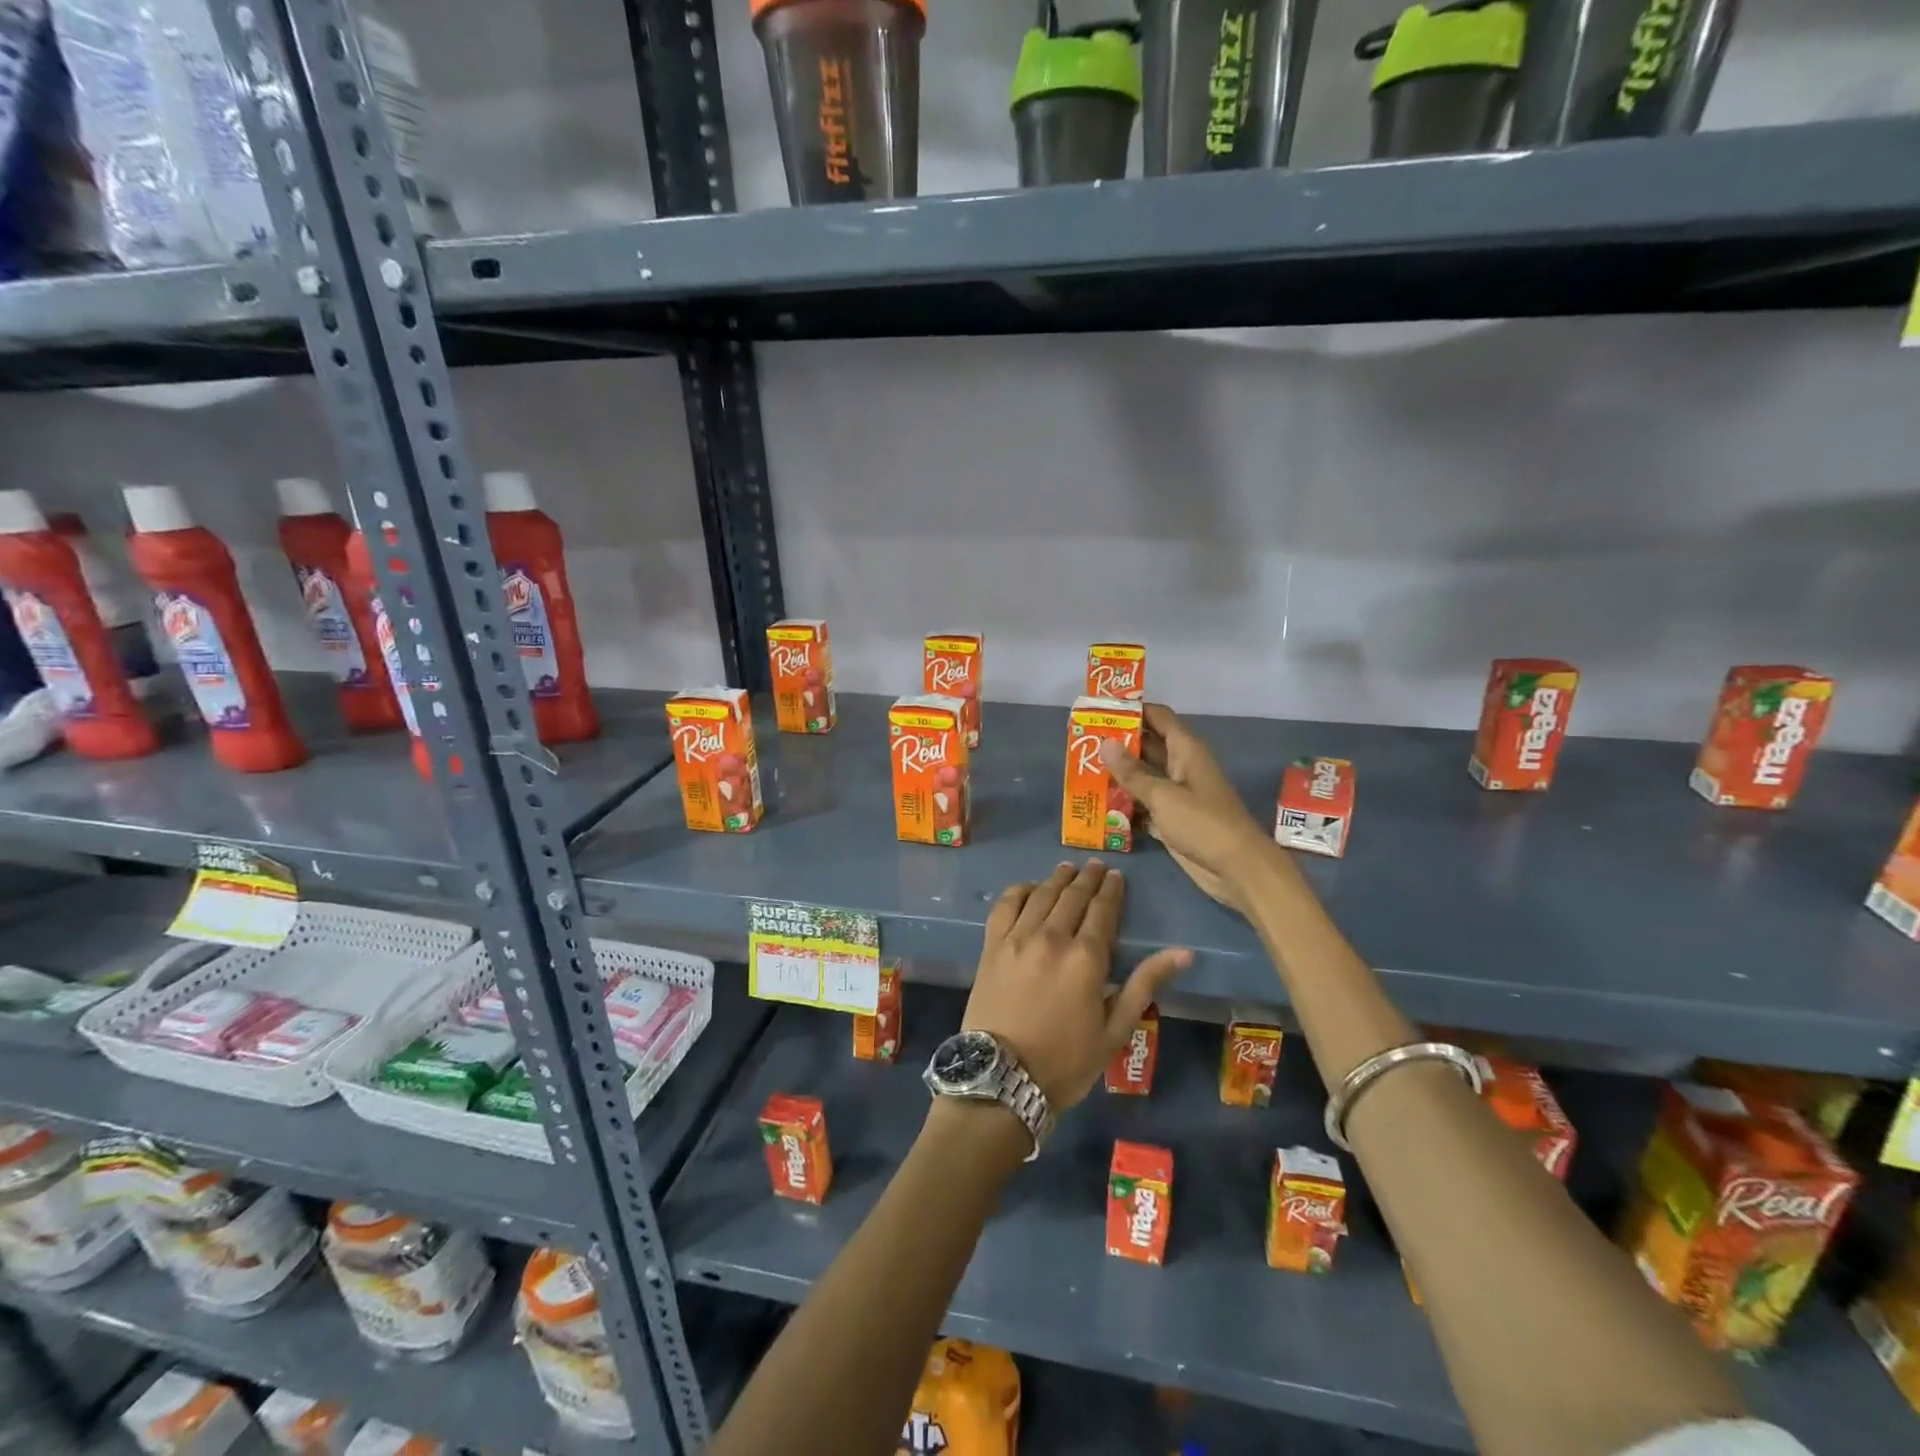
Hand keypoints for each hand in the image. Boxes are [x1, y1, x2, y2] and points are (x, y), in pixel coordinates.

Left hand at [961, 861, 1189, 1111]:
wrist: (1003, 1078)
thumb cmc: (1067, 1061)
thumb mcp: (1116, 1030)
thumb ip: (1145, 984)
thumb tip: (1183, 953)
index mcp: (1086, 958)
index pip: (1103, 911)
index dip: (1111, 891)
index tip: (1116, 875)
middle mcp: (1052, 938)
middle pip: (1072, 897)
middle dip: (1087, 879)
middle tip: (1095, 866)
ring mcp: (1017, 938)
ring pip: (1041, 896)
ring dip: (1057, 879)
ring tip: (1067, 868)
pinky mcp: (991, 946)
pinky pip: (1005, 906)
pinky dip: (1019, 891)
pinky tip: (1028, 887)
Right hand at [1100, 703, 1286, 913]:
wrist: (1237, 869)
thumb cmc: (1203, 824)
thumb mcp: (1163, 796)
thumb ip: (1132, 772)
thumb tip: (1104, 743)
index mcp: (1186, 751)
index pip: (1158, 717)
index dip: (1133, 710)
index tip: (1100, 710)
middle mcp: (1181, 767)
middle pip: (1147, 746)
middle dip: (1118, 744)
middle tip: (1083, 743)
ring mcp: (1177, 794)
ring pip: (1143, 776)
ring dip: (1118, 776)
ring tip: (1083, 771)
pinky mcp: (1172, 819)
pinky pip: (1144, 804)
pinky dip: (1126, 804)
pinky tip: (1098, 805)